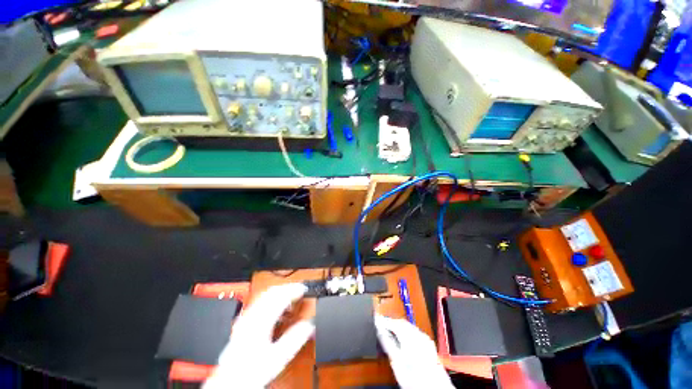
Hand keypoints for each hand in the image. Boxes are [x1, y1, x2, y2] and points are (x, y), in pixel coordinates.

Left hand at [204, 283, 314, 388]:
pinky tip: (274, 306)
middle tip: (299, 289)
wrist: (229, 382)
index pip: (280, 297)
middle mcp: (251, 317)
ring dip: (279, 292)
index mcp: (261, 322)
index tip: (304, 289)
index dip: (294, 290)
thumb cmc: (250, 372)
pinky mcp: (242, 323)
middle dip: (287, 288)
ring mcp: (245, 318)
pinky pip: (258, 302)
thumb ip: (294, 339)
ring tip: (289, 295)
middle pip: (271, 292)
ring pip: (264, 295)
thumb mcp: (277, 358)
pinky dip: (270, 299)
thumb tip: (309, 325)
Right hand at [375, 314, 453, 388]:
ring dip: (399, 326)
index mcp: (410, 337)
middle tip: (382, 324)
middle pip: (402, 322)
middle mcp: (418, 334)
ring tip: (390, 330)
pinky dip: (407, 331)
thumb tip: (380, 330)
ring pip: (409, 326)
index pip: (394, 322)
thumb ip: (388, 343)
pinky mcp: (429, 343)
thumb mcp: (396, 362)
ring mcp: (425, 338)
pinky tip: (403, 337)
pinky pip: (415, 331)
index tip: (376, 320)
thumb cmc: (414, 378)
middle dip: (392, 322)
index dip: (384, 321)